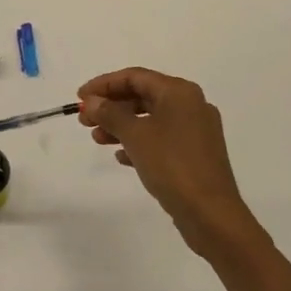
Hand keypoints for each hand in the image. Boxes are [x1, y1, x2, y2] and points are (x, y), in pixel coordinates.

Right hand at [77, 68, 252, 257]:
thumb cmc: (171, 165)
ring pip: (150, 119)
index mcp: (179, 92)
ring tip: (97, 139)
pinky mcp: (195, 154)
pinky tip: (121, 156)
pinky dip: (139, 142)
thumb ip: (109, 113)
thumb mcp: (134, 135)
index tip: (80, 98)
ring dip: (121, 126)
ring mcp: (196, 130)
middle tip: (85, 120)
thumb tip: (91, 102)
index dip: (103, 84)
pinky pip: (161, 138)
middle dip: (111, 107)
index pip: (134, 77)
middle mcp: (190, 105)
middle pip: (142, 96)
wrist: (210, 213)